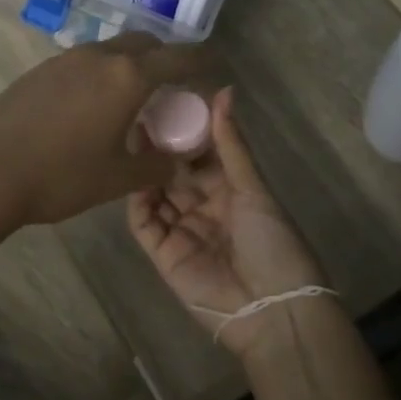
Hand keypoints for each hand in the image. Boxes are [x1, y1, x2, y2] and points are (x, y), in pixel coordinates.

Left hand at [0, 33, 207, 226]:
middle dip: (164, 57)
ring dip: (129, 65)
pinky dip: (101, 74)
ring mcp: (65, 59)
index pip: (178, 57)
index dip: (202, 61)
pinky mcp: (40, 70)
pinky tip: (91, 107)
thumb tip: (178, 160)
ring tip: (131, 99)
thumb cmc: (61, 176)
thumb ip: (157, 165)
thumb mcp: (118, 178)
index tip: (214, 67)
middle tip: (171, 86)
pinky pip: (84, 62)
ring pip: (111, 50)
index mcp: (128, 77)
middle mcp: (100, 56)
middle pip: (144, 43)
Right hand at [126, 87, 327, 356]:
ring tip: (129, 140)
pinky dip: (136, 201)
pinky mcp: (162, 254)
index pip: (201, 155)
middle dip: (159, 148)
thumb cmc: (272, 242)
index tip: (167, 102)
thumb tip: (225, 91)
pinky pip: (143, 223)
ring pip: (155, 193)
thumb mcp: (253, 188)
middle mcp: (203, 207)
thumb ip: (231, 144)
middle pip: (174, 172)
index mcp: (230, 191)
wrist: (271, 308)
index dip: (185, 131)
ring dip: (144, 170)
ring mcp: (181, 230)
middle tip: (139, 116)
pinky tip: (130, 177)